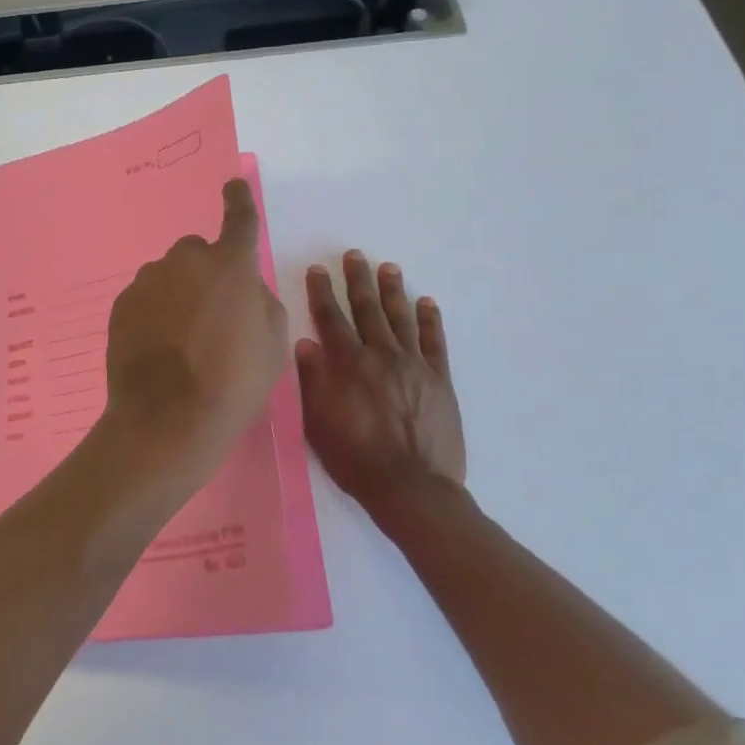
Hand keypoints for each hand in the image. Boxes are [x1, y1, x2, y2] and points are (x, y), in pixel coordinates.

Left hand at [100, 179, 289, 499]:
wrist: (168, 419)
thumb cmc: (233, 384)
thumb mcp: (273, 346)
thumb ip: (261, 304)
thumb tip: (245, 291)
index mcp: (230, 267)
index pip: (239, 220)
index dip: (238, 200)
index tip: (232, 184)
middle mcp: (186, 262)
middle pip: (197, 252)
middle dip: (206, 272)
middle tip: (212, 315)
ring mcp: (148, 281)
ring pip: (168, 276)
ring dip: (178, 294)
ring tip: (182, 341)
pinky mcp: (122, 304)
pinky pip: (145, 297)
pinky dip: (153, 313)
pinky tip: (158, 348)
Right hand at [297, 251, 465, 522]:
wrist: (412, 488)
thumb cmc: (355, 459)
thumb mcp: (318, 423)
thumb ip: (313, 380)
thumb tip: (305, 343)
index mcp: (348, 365)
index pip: (331, 318)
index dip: (322, 292)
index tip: (318, 269)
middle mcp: (381, 356)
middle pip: (367, 309)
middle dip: (358, 280)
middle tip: (354, 255)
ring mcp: (414, 366)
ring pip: (401, 318)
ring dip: (393, 291)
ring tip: (388, 267)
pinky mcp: (439, 381)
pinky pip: (434, 342)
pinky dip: (429, 320)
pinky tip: (426, 302)